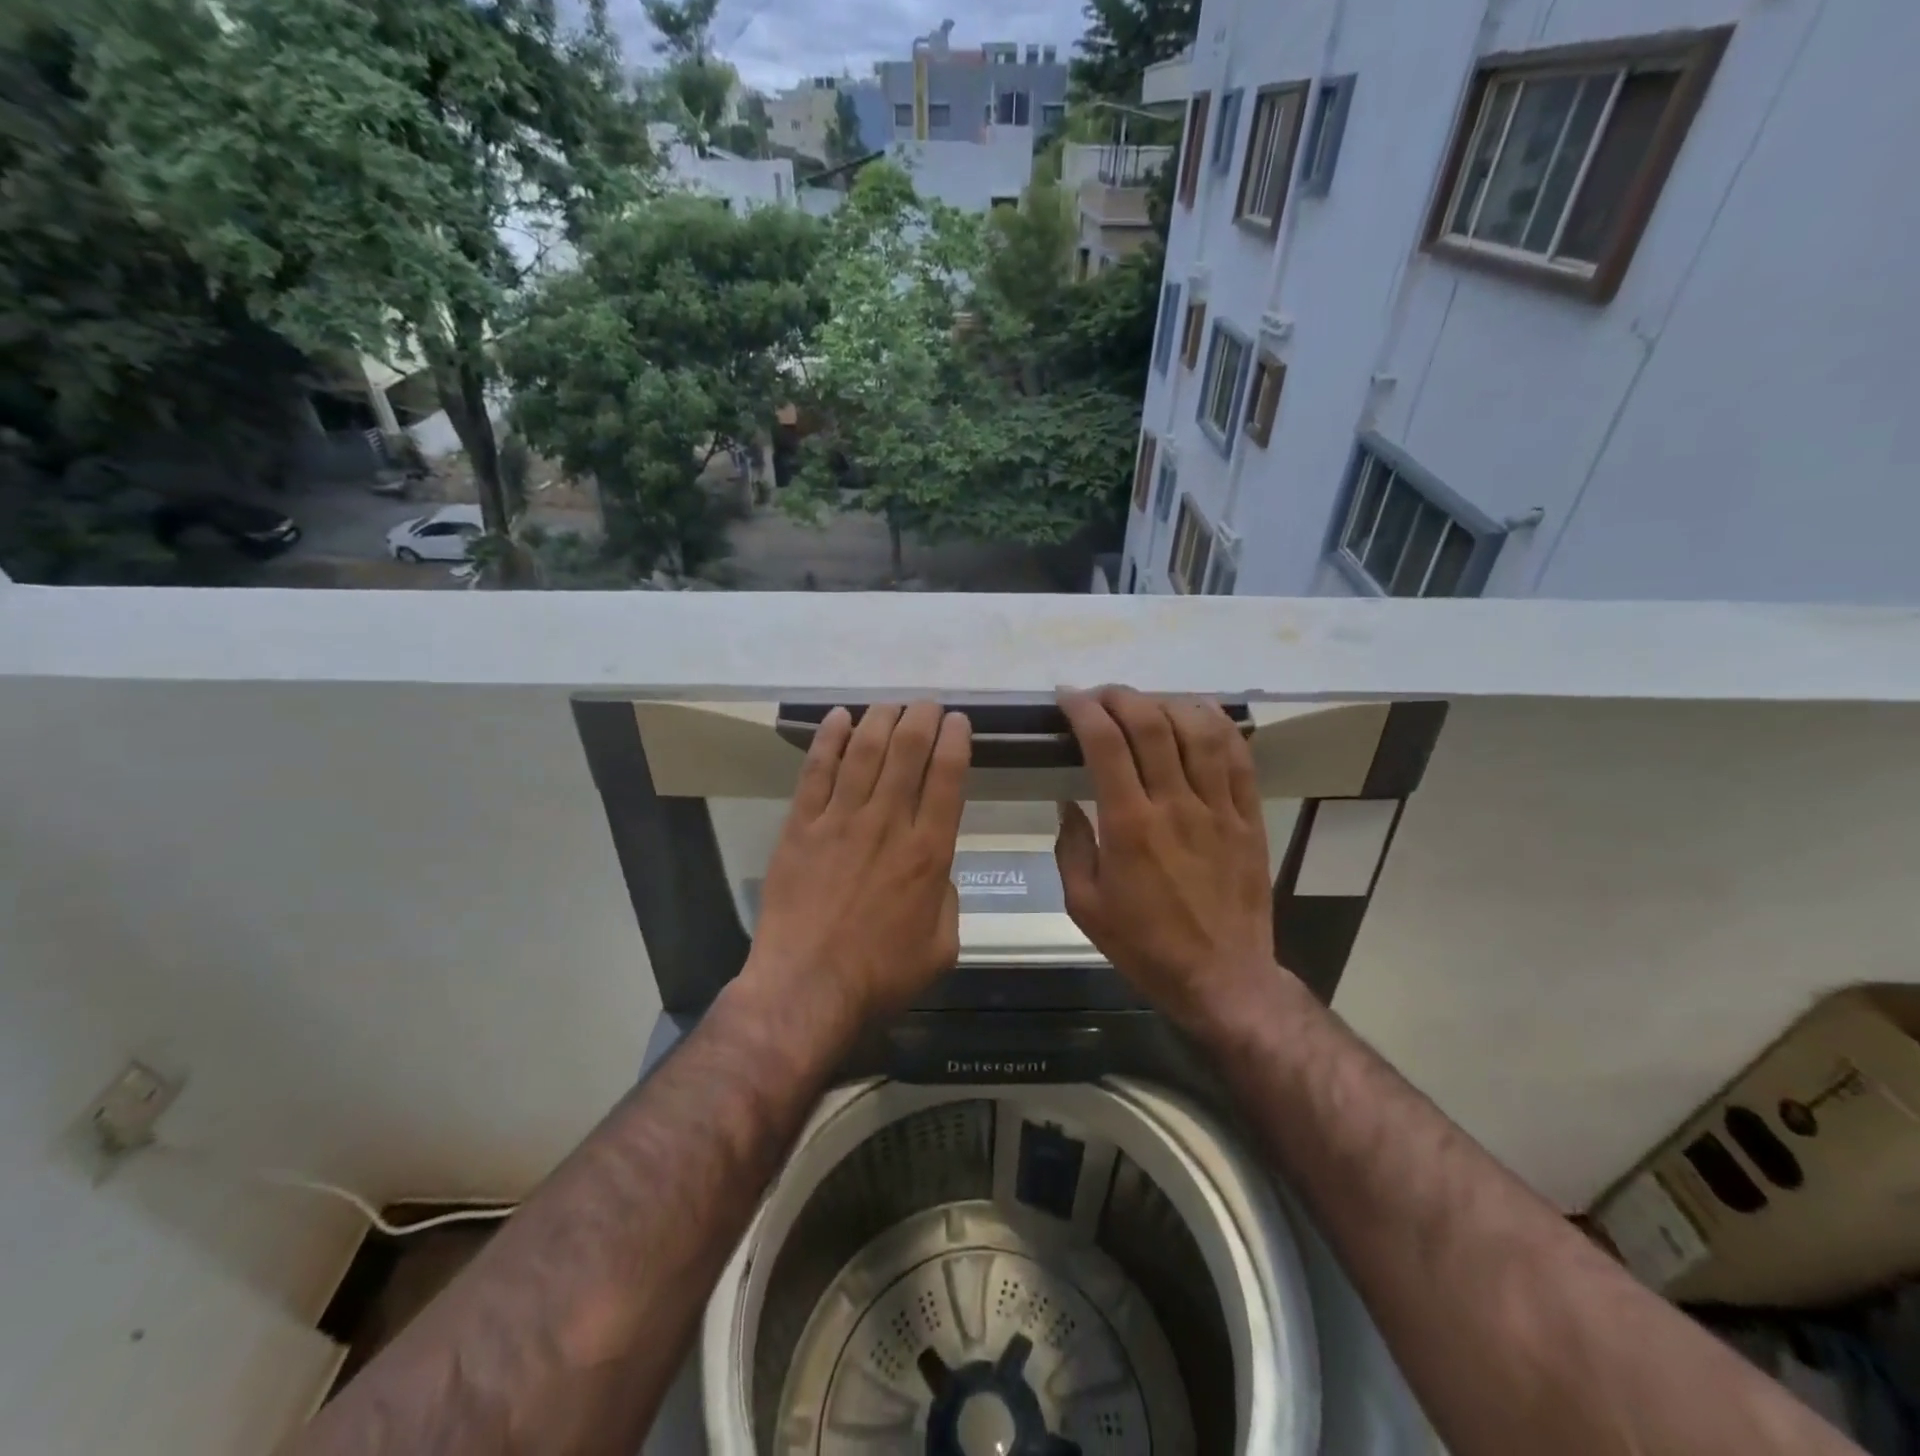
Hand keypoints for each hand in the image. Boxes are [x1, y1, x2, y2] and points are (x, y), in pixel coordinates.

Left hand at [741, 701, 971, 1027]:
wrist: (806, 990)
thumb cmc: (879, 977)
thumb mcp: (941, 947)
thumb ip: (947, 899)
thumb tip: (937, 870)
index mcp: (928, 852)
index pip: (947, 778)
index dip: (955, 741)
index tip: (958, 721)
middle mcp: (888, 824)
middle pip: (907, 751)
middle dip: (921, 718)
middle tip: (927, 704)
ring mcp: (840, 821)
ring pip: (864, 751)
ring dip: (881, 719)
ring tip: (891, 705)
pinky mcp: (801, 827)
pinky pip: (816, 770)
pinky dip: (829, 738)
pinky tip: (840, 716)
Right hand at [1055, 687, 1278, 1030]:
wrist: (1221, 977)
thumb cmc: (1145, 945)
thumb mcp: (1084, 906)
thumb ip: (1071, 848)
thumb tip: (1068, 803)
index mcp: (1129, 825)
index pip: (1105, 744)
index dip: (1084, 710)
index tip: (1067, 697)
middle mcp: (1175, 805)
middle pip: (1151, 725)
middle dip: (1121, 696)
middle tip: (1101, 694)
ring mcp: (1218, 808)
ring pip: (1199, 731)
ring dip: (1168, 703)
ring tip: (1146, 701)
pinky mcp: (1248, 817)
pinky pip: (1239, 758)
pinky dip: (1219, 725)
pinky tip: (1200, 712)